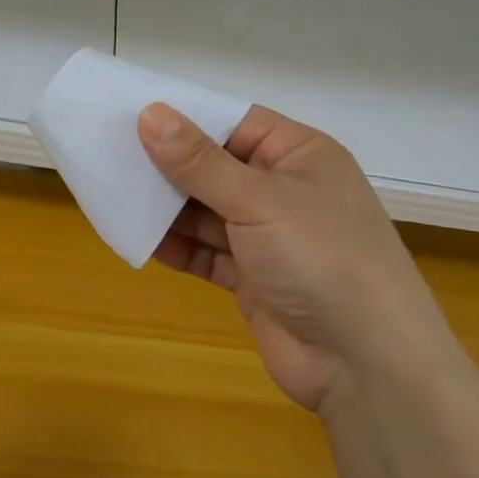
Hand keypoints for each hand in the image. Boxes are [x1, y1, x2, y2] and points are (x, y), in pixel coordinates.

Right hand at [138, 103, 456, 411]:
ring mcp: (269, 237)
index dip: (187, 117)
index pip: (235, 122)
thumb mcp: (258, 199)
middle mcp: (284, 190)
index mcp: (300, 155)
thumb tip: (149, 113)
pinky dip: (177, 245)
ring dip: (166, 205)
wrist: (367, 367)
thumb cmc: (321, 257)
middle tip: (111, 151)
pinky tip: (138, 236)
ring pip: (206, 210)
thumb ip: (200, 160)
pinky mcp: (253, 278)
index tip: (133, 111)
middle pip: (216, 166)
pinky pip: (206, 251)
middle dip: (169, 164)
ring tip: (115, 191)